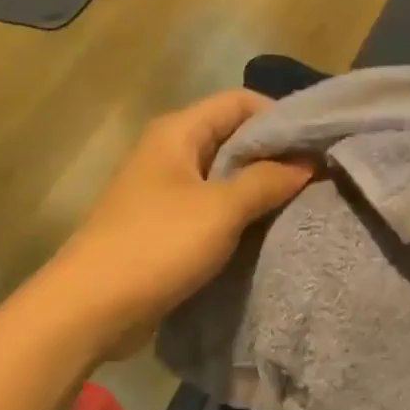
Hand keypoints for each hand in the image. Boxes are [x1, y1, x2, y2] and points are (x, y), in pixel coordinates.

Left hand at [49, 90, 312, 357]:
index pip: (240, 102)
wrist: (91, 308)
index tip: (317, 143)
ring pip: (225, 174)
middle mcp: (171, 151)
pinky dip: (241, 212)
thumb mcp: (221, 209)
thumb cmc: (157, 245)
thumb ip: (268, 181)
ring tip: (303, 201)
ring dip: (261, 186)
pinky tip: (269, 228)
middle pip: (234, 136)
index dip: (281, 116)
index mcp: (178, 132)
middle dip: (276, 153)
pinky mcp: (167, 224)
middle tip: (319, 175)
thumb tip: (309, 162)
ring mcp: (167, 189)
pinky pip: (214, 206)